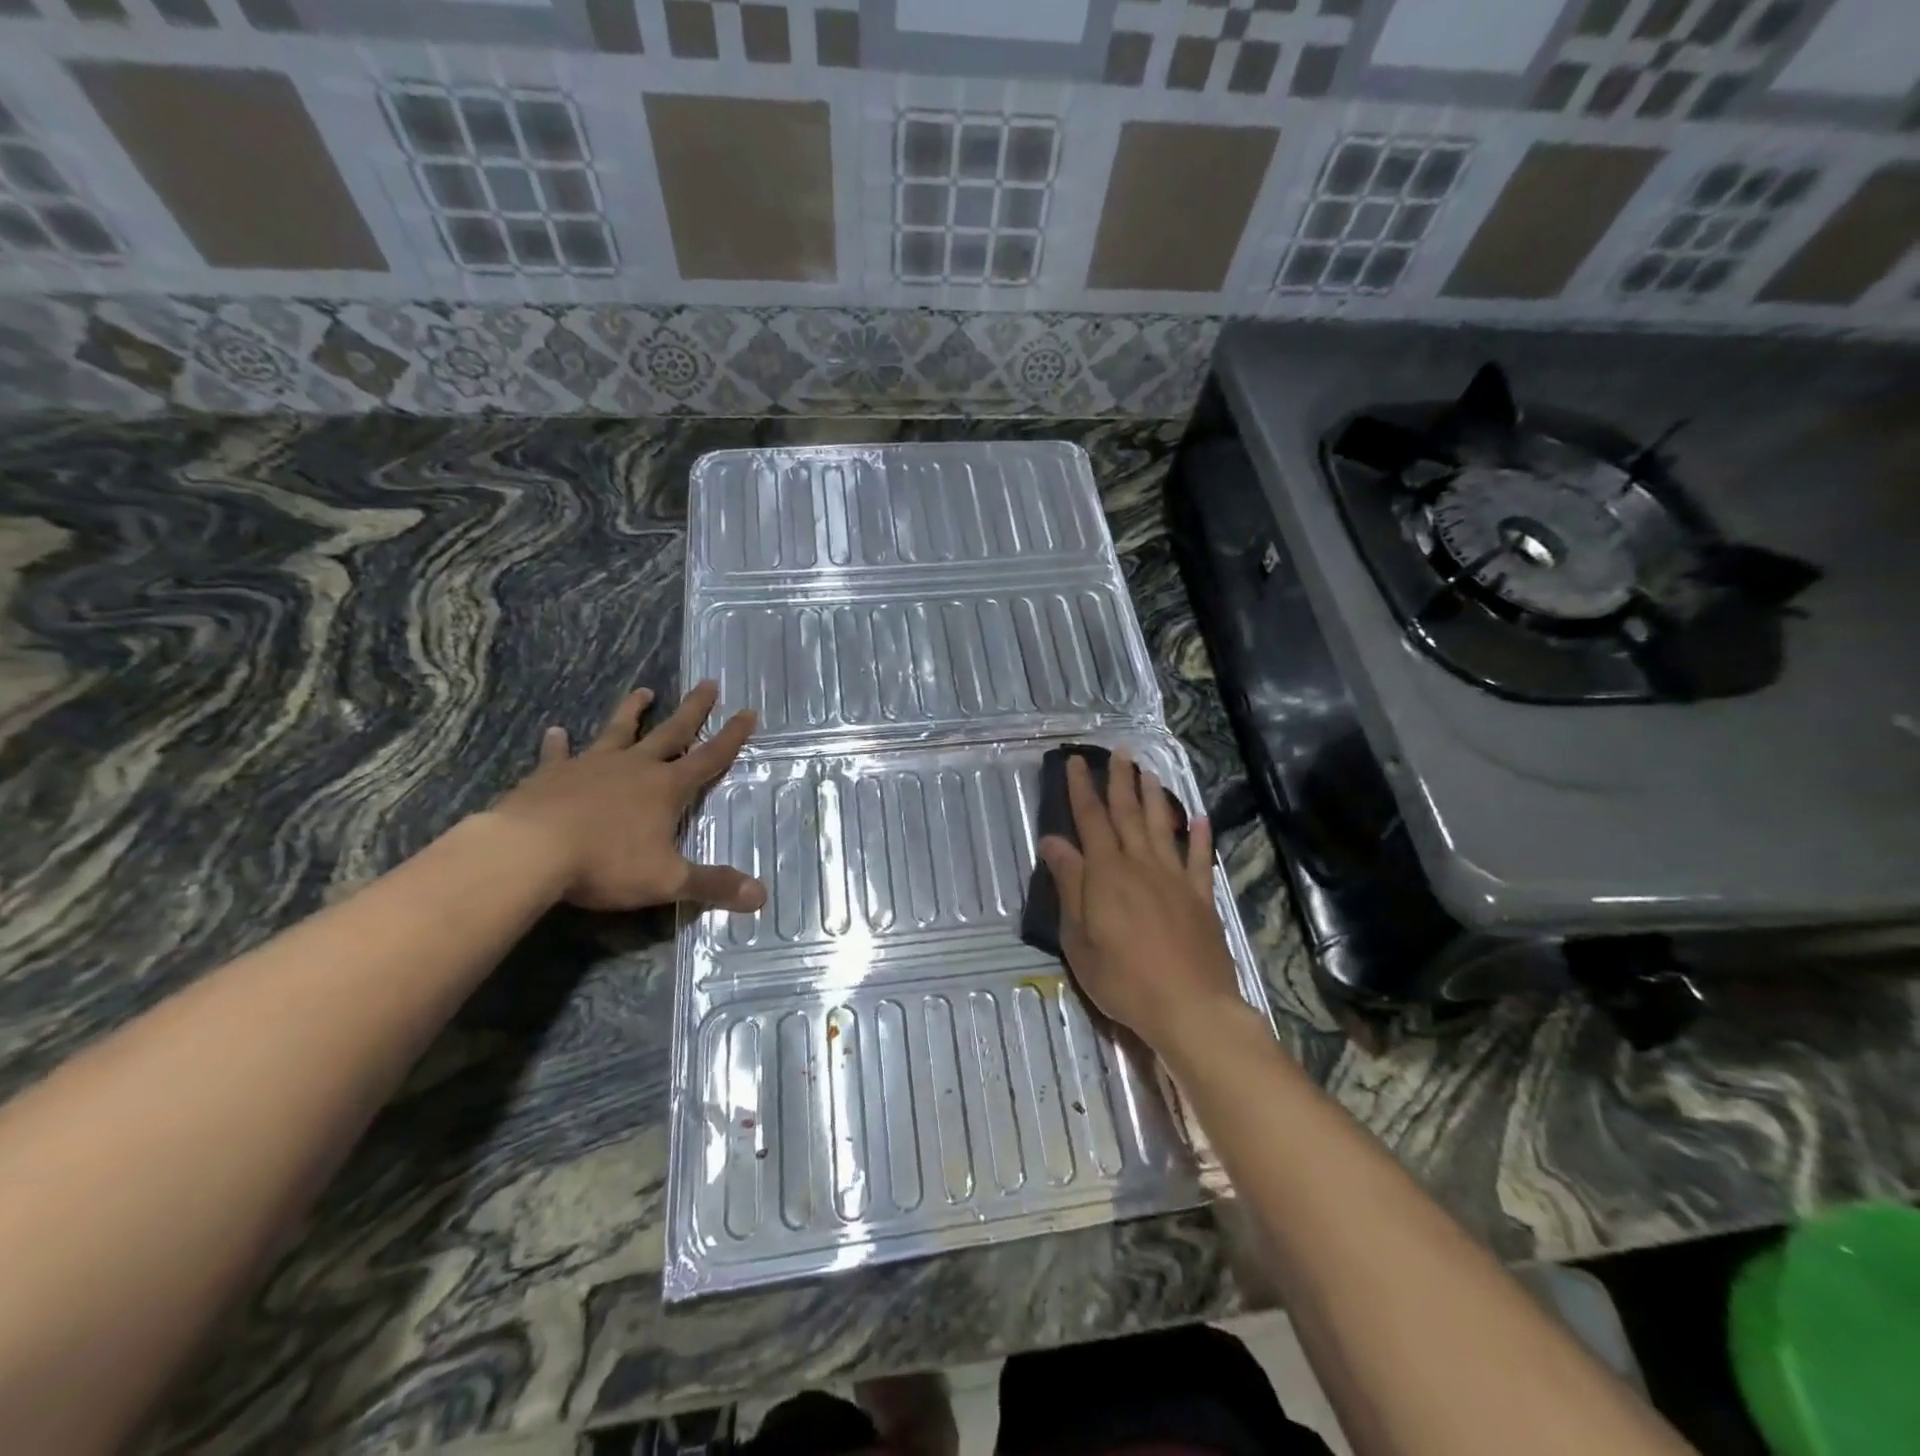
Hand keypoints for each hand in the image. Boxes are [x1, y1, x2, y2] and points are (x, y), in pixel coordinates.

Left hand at [489, 681, 765, 913]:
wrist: (529, 852)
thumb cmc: (605, 863)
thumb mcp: (667, 880)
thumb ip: (713, 885)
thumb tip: (762, 897)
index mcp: (666, 787)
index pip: (710, 757)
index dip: (732, 736)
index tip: (748, 711)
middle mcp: (634, 767)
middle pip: (671, 731)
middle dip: (693, 709)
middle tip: (708, 683)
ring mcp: (591, 766)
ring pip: (618, 730)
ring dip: (632, 711)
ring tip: (643, 691)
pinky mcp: (552, 775)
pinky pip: (558, 754)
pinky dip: (558, 744)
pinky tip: (555, 732)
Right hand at [1037, 752, 1242, 1053]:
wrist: (1189, 1007)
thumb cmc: (1122, 978)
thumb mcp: (1079, 936)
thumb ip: (1069, 884)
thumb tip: (1053, 841)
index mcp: (1107, 873)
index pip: (1091, 819)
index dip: (1082, 788)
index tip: (1077, 761)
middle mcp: (1142, 865)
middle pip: (1129, 814)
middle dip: (1121, 781)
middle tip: (1120, 753)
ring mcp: (1175, 879)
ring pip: (1163, 826)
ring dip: (1155, 797)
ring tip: (1150, 773)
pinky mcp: (1201, 898)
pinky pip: (1199, 858)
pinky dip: (1201, 835)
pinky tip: (1201, 817)